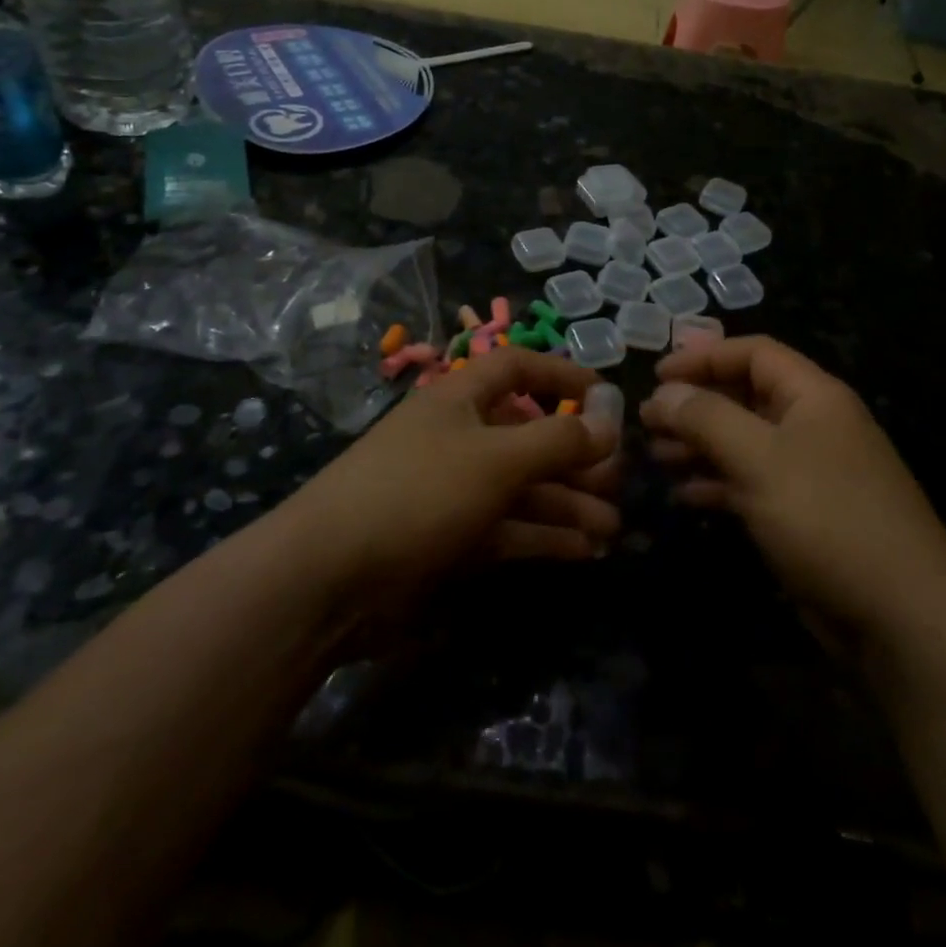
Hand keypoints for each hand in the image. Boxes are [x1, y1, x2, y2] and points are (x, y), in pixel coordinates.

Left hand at [282, 349, 623, 610]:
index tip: (605, 395)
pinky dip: (544, 537)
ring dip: (567, 504)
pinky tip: (583, 551)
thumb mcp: (496, 458)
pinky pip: (508, 530)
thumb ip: (558, 439)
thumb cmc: (417, 492)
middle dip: (575, 456)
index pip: (516, 368)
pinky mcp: (449, 541)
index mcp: (459, 400)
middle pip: (528, 436)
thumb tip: (609, 421)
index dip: (560, 374)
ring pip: (522, 489)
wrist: (328, 578)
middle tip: (618, 481)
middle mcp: (458, 439)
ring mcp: (452, 492)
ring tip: (612, 529)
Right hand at [641, 337, 945, 641]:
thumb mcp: (759, 459)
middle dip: (696, 404)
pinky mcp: (807, 514)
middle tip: (648, 421)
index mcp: (814, 395)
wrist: (902, 617)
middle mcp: (814, 424)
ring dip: (701, 444)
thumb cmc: (827, 518)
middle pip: (746, 395)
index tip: (657, 375)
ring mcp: (812, 472)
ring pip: (746, 442)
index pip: (753, 353)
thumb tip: (664, 391)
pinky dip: (719, 483)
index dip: (703, 356)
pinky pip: (754, 483)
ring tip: (657, 456)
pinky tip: (686, 494)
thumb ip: (706, 418)